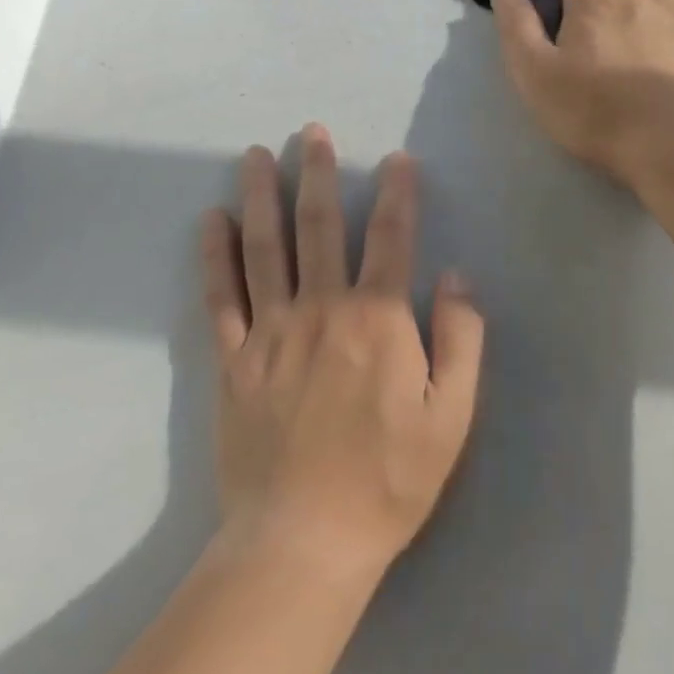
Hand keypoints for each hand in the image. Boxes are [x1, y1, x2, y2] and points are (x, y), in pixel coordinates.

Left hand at [201, 128, 482, 581]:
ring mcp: (271, 333)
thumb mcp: (452, 415)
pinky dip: (214, 255)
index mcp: (378, 320)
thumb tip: (458, 276)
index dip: (398, 194)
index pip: (391, 238)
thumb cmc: (389, 479)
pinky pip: (220, 296)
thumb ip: (462, 339)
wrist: (304, 540)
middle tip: (313, 133)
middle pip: (320, 227)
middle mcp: (322, 310)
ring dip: (261, 196)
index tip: (398, 159)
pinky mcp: (233, 361)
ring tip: (256, 155)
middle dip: (319, 175)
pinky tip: (211, 220)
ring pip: (265, 248)